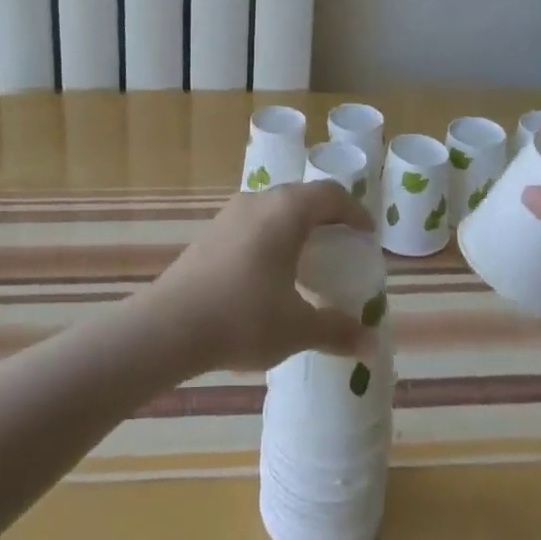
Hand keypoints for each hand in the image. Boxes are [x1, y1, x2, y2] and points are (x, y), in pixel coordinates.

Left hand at [137, 182, 376, 373]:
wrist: (169, 326)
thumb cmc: (243, 317)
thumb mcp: (297, 328)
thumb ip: (337, 331)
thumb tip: (371, 345)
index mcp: (286, 212)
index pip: (330, 194)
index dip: (354, 211)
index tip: (367, 235)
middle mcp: (259, 201)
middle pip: (302, 196)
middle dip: (327, 217)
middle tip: (342, 245)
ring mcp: (230, 214)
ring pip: (275, 208)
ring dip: (297, 226)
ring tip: (309, 259)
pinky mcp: (211, 232)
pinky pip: (253, 222)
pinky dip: (272, 236)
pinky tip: (271, 272)